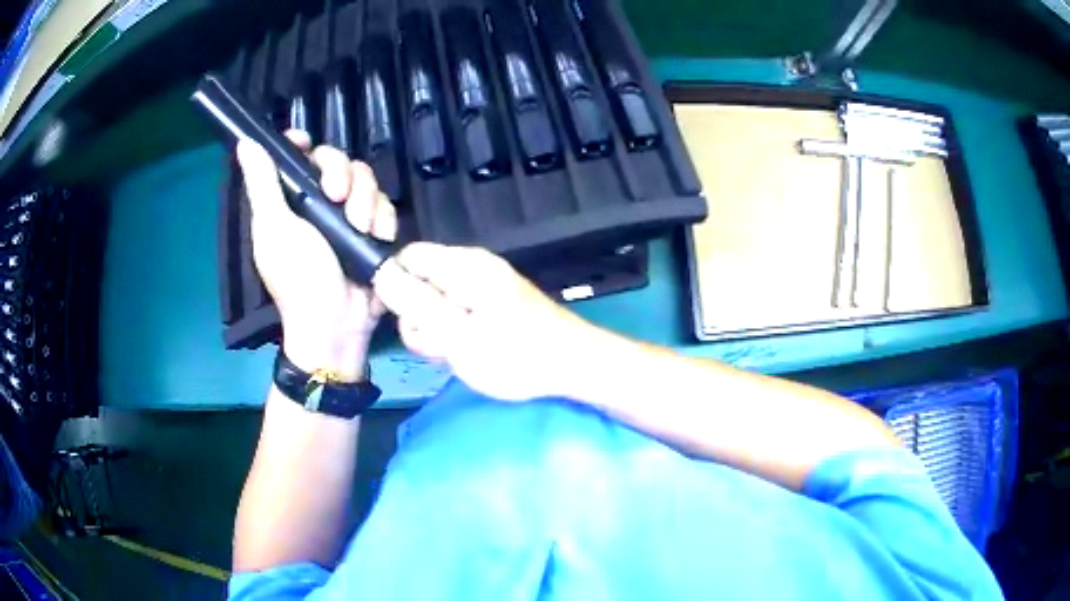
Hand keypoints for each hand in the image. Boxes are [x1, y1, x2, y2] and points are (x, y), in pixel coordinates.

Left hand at [236, 131, 396, 379]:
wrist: (338, 323)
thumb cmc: (298, 278)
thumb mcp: (275, 229)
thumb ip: (262, 185)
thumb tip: (245, 143)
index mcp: (288, 199)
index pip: (295, 155)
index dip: (301, 143)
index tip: (307, 145)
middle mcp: (317, 201)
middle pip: (336, 160)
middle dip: (343, 175)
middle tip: (338, 199)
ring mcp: (347, 214)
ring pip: (365, 179)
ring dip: (366, 201)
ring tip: (361, 228)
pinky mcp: (372, 229)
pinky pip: (384, 204)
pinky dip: (383, 219)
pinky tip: (377, 236)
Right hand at [372, 243, 596, 400]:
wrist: (572, 365)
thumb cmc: (516, 354)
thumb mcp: (457, 334)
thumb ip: (416, 303)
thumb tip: (380, 273)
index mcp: (462, 264)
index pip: (407, 257)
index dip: (394, 285)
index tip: (401, 319)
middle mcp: (470, 266)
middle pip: (418, 280)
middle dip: (418, 317)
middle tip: (441, 345)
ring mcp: (481, 285)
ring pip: (434, 301)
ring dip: (435, 330)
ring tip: (458, 352)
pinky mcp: (489, 303)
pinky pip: (455, 312)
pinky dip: (453, 333)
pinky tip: (468, 351)